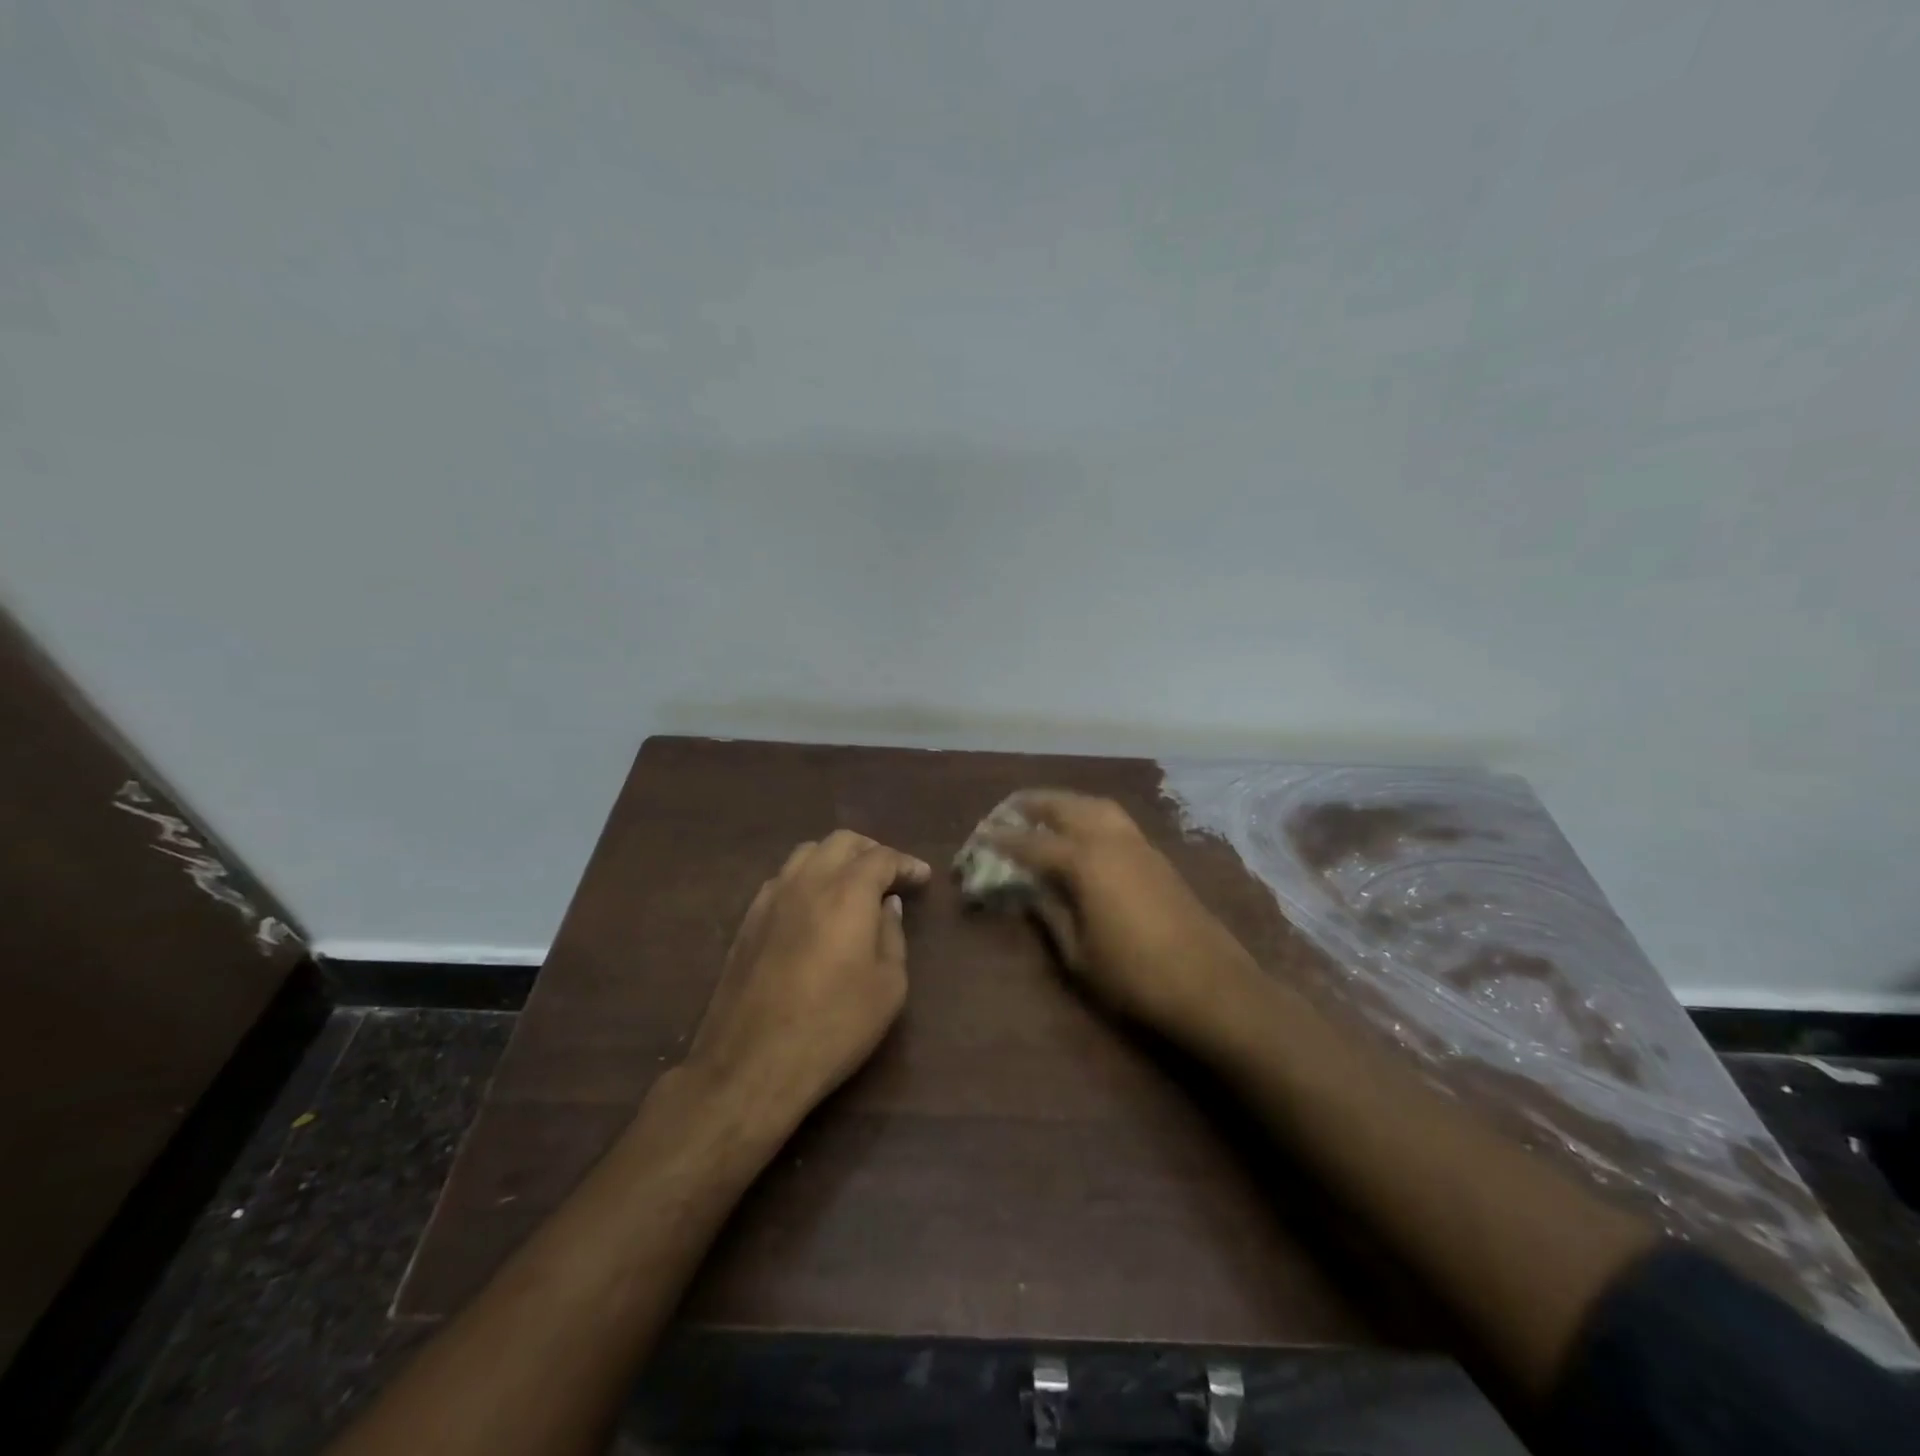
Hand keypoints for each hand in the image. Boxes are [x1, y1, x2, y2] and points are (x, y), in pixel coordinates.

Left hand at [686, 831, 931, 1122]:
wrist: (752, 1063)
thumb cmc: (834, 1026)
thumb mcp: (888, 987)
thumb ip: (892, 936)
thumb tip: (887, 907)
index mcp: (847, 892)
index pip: (881, 857)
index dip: (906, 863)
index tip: (922, 877)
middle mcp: (807, 882)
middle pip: (841, 842)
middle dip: (871, 851)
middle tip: (890, 875)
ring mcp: (770, 899)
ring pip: (806, 854)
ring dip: (835, 860)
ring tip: (851, 885)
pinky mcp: (747, 921)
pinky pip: (782, 880)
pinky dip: (807, 879)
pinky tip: (814, 907)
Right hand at [979, 791, 1258, 1044]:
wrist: (1212, 988)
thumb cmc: (1135, 977)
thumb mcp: (1078, 955)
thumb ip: (1049, 914)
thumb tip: (1029, 890)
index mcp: (1085, 861)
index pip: (1031, 843)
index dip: (1001, 841)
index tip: (978, 838)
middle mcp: (1111, 840)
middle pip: (1065, 806)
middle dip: (1033, 805)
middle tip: (1007, 812)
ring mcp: (1139, 845)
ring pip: (1095, 805)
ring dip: (1065, 803)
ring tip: (1043, 815)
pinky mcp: (1158, 857)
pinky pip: (1115, 820)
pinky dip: (1090, 815)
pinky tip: (1083, 836)